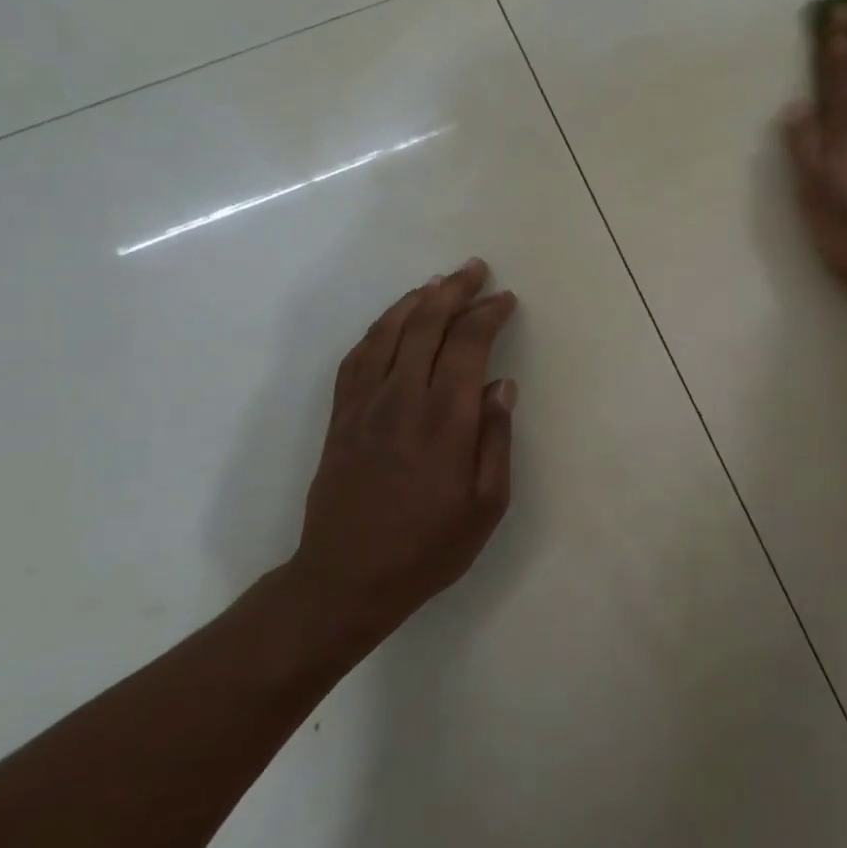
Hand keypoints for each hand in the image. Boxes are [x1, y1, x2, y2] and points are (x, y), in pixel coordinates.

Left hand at [290, 259, 518, 649]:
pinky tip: (393, 320)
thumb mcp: (486, 504)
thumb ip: (496, 439)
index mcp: (445, 419)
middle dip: (454, 291)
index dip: (488, 314)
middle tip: (475, 269)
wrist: (346, 578)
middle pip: (427, 325)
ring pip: (389, 332)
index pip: (468, 345)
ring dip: (416, 300)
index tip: (505, 299)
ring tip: (438, 283)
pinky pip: (358, 357)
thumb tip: (502, 385)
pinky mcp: (341, 416)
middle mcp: (403, 399)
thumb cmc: (429, 546)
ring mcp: (365, 404)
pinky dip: (378, 328)